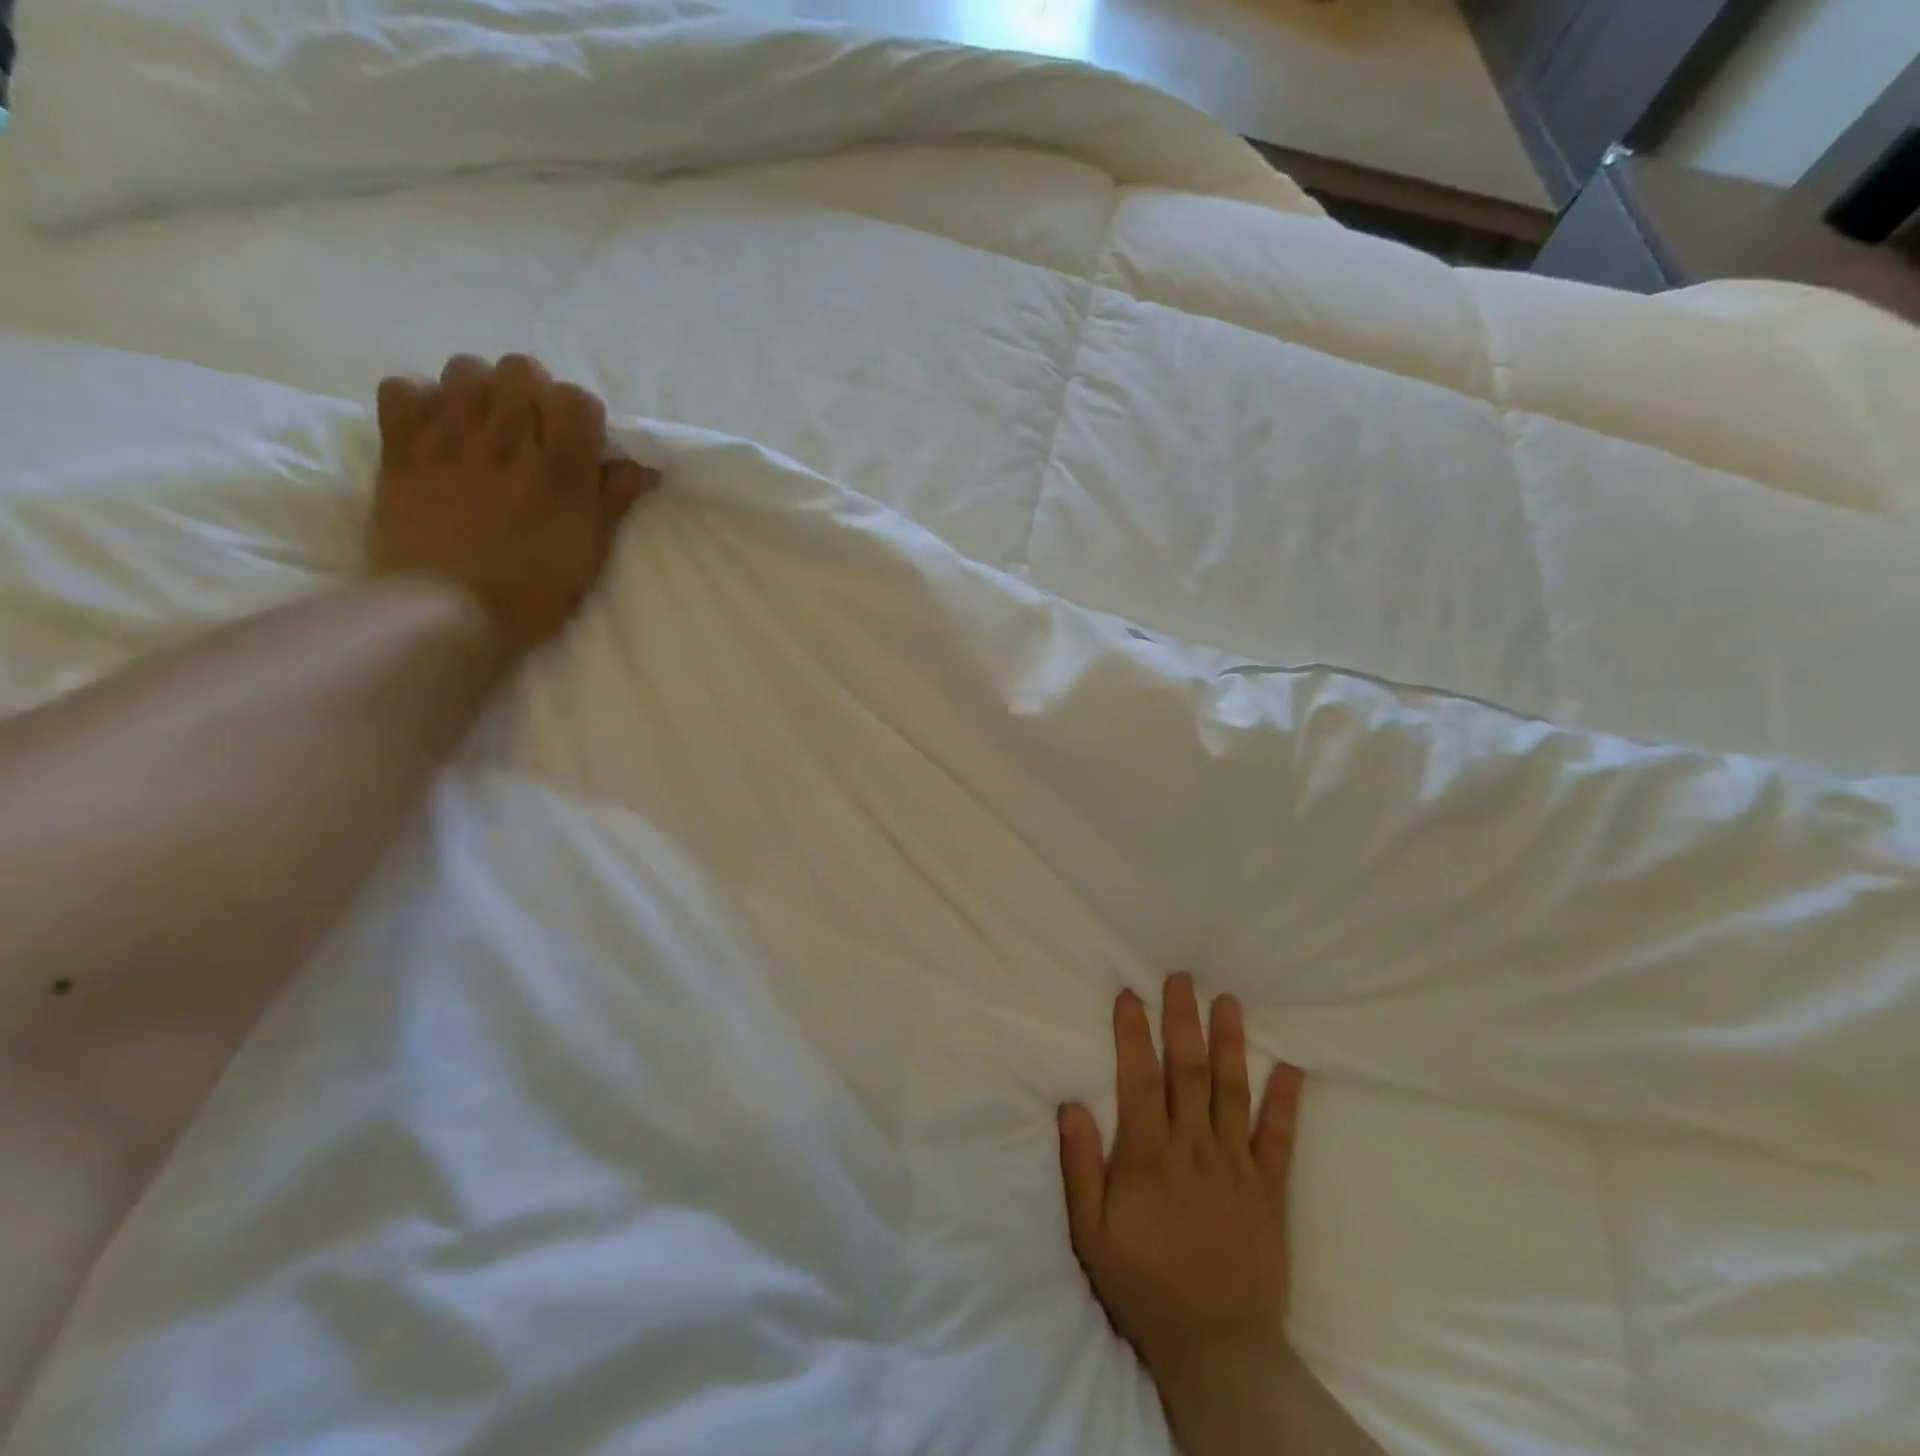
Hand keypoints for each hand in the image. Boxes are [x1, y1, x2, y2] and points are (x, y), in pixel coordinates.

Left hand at [369, 354, 659, 658]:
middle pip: (520, 369)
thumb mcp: (590, 552)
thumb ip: (614, 501)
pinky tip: (434, 431)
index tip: (577, 443)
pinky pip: (402, 389)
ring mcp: (449, 441)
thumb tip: (645, 468)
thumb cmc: (534, 593)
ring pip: (464, 370)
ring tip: (483, 426)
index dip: (580, 415)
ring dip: (479, 391)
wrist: (447, 614)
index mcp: (561, 471)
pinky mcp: (400, 450)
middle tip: (530, 432)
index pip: (577, 398)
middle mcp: (507, 442)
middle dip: (531, 393)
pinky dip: (419, 401)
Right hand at [1059, 974, 1303, 1392]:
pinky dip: (1287, 1102)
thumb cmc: (1144, 1286)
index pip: (1139, 1079)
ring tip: (1229, 1001)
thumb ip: (1081, 1167)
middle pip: (1188, 1071)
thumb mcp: (1092, 1235)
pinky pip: (1280, 1139)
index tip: (1130, 995)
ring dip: (1231, 1043)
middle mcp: (1194, 1149)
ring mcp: (1237, 1166)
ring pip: (1233, 1091)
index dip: (1134, 1034)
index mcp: (1148, 1157)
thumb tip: (1071, 1104)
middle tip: (1182, 977)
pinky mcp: (1269, 1189)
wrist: (1218, 1348)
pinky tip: (1293, 1068)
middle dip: (1183, 1020)